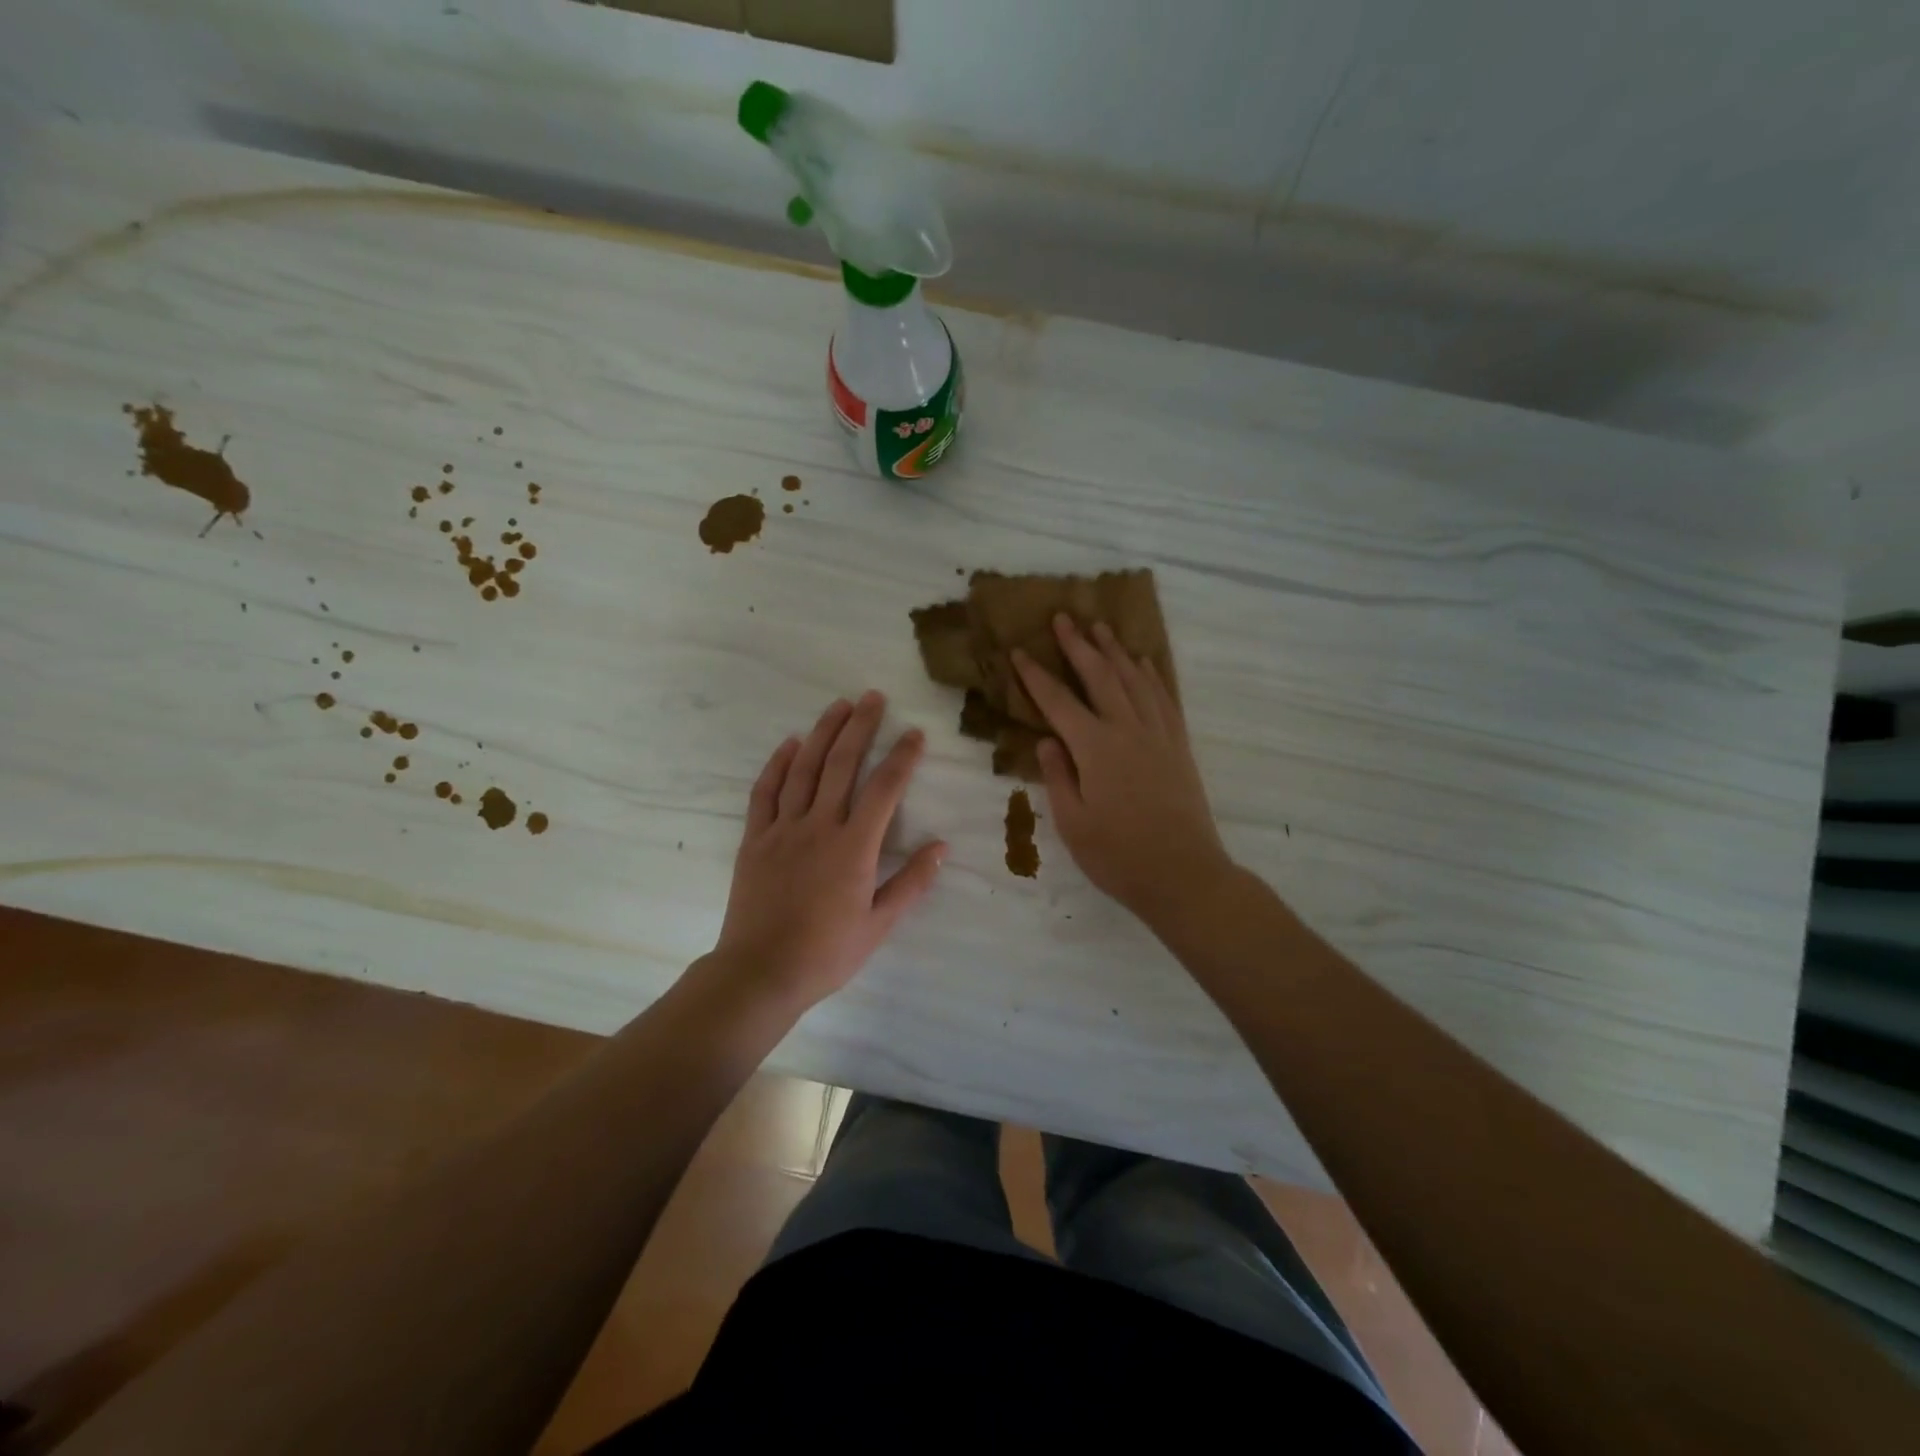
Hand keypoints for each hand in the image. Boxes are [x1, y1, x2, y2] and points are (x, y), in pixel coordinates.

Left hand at [711, 692, 945, 1008]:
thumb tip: (941, 846)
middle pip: (842, 765)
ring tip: (838, 706)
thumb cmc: (826, 952)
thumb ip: (911, 883)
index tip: (915, 734)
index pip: (884, 789)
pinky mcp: (754, 839)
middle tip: (873, 697)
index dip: (902, 757)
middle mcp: (819, 827)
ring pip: (804, 769)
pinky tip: (790, 744)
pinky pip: (765, 792)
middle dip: (860, 727)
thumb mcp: (879, 924)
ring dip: (822, 733)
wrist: (760, 972)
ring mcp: (782, 829)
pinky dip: (778, 764)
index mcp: (854, 848)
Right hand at [1014, 616, 1233, 931]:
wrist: (1184, 875)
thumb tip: (1047, 741)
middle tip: (1063, 617)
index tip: (1018, 651)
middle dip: (1079, 645)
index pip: (1058, 702)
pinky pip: (1164, 698)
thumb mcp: (1073, 823)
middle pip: (1100, 676)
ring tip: (1101, 627)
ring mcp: (1158, 735)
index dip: (1035, 675)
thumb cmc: (1119, 856)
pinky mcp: (1178, 746)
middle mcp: (1128, 730)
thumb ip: (1058, 777)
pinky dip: (1152, 675)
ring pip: (1134, 680)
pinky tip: (1144, 663)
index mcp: (1095, 748)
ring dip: (1115, 651)